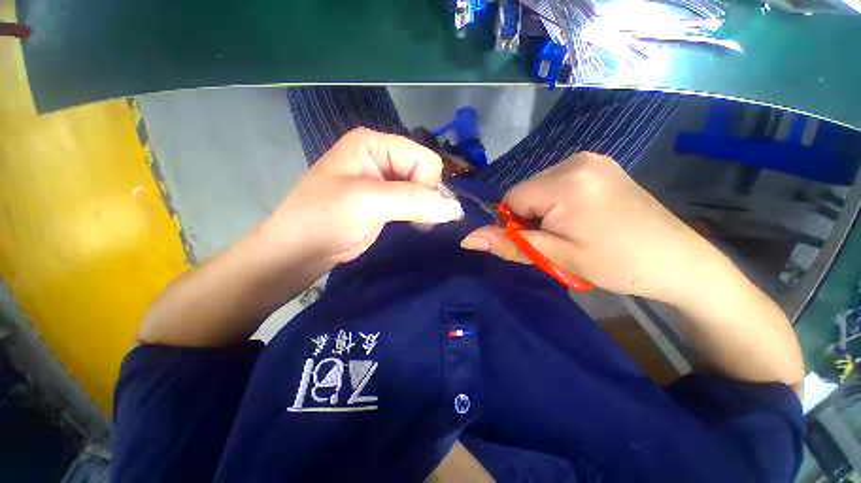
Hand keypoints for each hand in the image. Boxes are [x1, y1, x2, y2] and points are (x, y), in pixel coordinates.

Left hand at [262, 128, 463, 264]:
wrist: (302, 249)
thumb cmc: (325, 218)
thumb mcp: (368, 202)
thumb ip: (413, 201)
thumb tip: (456, 208)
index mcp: (373, 143)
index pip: (421, 157)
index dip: (429, 182)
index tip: (425, 208)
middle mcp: (381, 157)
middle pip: (424, 171)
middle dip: (428, 194)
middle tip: (421, 217)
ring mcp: (385, 180)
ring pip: (422, 188)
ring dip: (426, 206)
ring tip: (420, 222)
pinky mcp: (387, 200)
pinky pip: (415, 201)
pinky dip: (421, 212)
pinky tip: (417, 223)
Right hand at [461, 152, 720, 303]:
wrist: (677, 261)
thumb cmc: (615, 263)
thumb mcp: (555, 256)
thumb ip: (507, 244)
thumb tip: (466, 239)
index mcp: (565, 181)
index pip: (511, 199)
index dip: (517, 225)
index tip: (541, 243)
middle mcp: (576, 160)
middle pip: (525, 192)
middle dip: (532, 218)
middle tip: (560, 241)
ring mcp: (591, 159)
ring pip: (539, 189)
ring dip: (544, 212)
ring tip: (574, 232)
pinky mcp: (599, 166)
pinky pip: (558, 184)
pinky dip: (558, 203)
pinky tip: (583, 218)